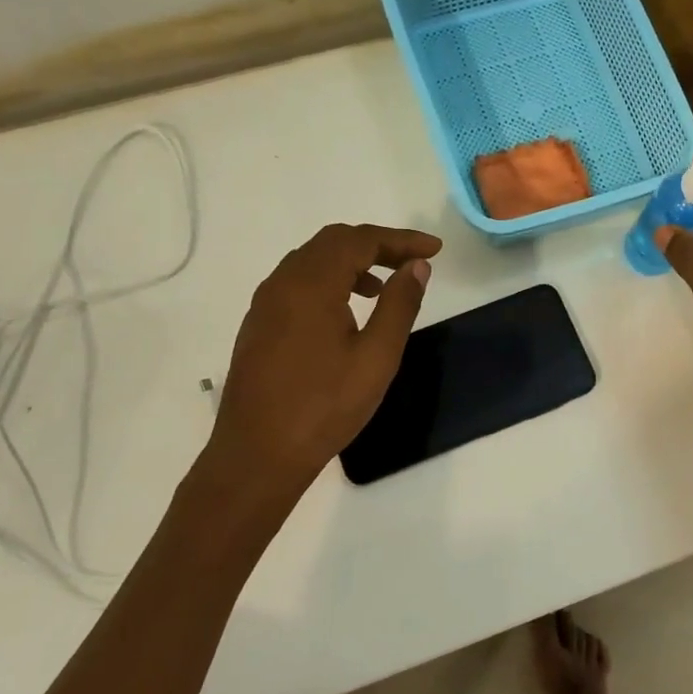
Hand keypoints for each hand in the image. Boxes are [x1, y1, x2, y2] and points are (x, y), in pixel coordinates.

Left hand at [205, 223, 440, 487]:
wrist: (258, 454)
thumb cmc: (324, 407)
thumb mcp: (377, 357)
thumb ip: (399, 305)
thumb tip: (416, 266)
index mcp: (311, 285)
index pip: (360, 240)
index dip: (400, 239)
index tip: (434, 250)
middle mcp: (282, 283)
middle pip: (332, 242)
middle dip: (376, 244)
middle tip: (412, 261)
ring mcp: (265, 304)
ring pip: (311, 261)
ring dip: (351, 262)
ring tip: (382, 287)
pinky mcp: (258, 325)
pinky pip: (296, 283)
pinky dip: (328, 281)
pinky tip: (346, 312)